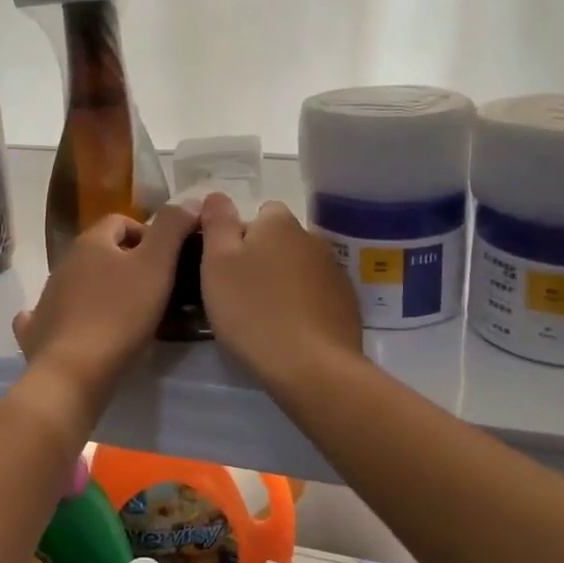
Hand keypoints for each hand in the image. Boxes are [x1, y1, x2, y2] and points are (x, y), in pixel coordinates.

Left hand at [13, 205, 198, 402]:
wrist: (75, 371)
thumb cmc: (121, 314)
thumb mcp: (157, 266)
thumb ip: (172, 228)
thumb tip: (188, 201)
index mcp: (91, 242)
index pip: (121, 221)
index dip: (147, 234)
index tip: (167, 260)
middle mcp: (64, 263)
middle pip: (99, 251)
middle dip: (126, 262)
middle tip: (154, 288)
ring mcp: (46, 297)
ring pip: (78, 282)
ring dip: (100, 289)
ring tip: (128, 314)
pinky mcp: (38, 330)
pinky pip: (50, 314)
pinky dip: (65, 315)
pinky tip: (77, 327)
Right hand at [198, 194, 362, 393]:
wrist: (311, 366)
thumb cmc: (253, 310)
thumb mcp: (217, 263)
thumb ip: (217, 223)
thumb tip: (217, 195)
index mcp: (279, 223)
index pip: (260, 213)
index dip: (240, 237)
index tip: (226, 268)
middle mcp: (312, 238)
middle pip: (280, 241)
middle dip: (263, 259)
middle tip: (241, 295)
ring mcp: (334, 271)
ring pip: (299, 268)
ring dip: (284, 282)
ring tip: (266, 317)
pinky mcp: (347, 303)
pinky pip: (317, 294)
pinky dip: (304, 305)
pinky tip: (291, 331)